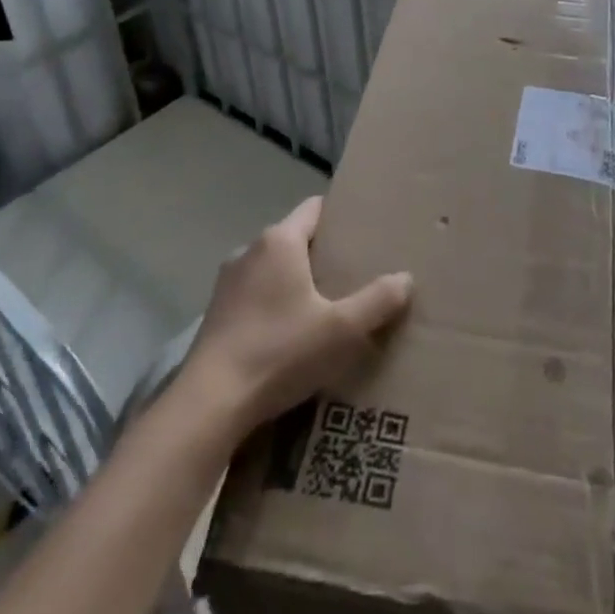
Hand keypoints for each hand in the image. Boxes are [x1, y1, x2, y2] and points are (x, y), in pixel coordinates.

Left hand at [178, 197, 413, 432]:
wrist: (209, 405)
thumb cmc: (279, 352)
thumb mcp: (340, 330)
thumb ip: (377, 301)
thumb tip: (405, 279)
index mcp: (280, 241)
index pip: (315, 208)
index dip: (340, 217)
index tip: (364, 232)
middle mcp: (250, 250)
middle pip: (296, 239)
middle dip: (323, 254)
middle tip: (354, 275)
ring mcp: (228, 283)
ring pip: (274, 269)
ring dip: (297, 282)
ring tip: (325, 308)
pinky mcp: (215, 314)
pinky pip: (255, 295)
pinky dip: (275, 305)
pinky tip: (290, 336)